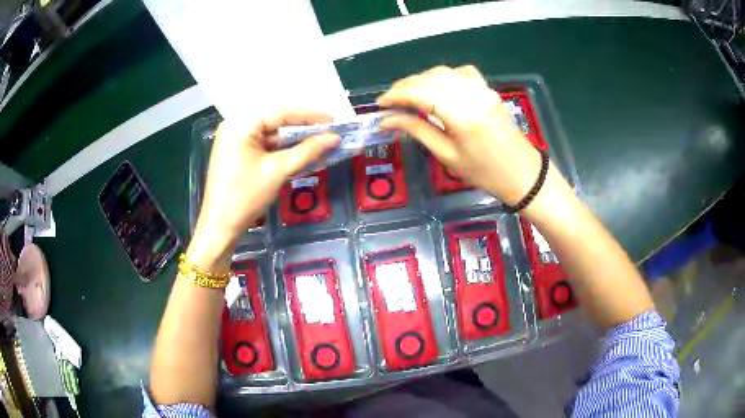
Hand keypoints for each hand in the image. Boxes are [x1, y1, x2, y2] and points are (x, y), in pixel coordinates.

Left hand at [187, 110, 338, 270]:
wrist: (220, 226)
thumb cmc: (246, 196)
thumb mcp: (278, 170)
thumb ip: (307, 151)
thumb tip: (335, 138)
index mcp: (241, 124)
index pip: (280, 111)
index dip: (310, 115)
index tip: (334, 120)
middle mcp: (235, 124)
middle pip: (275, 118)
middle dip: (302, 125)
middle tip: (328, 129)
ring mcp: (234, 138)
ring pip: (270, 131)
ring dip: (293, 136)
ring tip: (319, 138)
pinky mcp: (236, 151)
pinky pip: (262, 142)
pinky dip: (280, 146)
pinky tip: (299, 149)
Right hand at [378, 65, 541, 204]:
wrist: (522, 173)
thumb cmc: (484, 173)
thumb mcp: (448, 156)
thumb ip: (418, 131)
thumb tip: (387, 120)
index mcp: (462, 117)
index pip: (421, 94)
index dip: (397, 95)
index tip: (380, 104)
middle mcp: (472, 96)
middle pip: (430, 79)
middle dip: (405, 85)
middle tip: (391, 101)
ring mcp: (483, 90)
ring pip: (444, 72)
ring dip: (422, 79)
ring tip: (409, 94)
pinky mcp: (489, 90)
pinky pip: (462, 72)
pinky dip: (445, 76)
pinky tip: (439, 87)